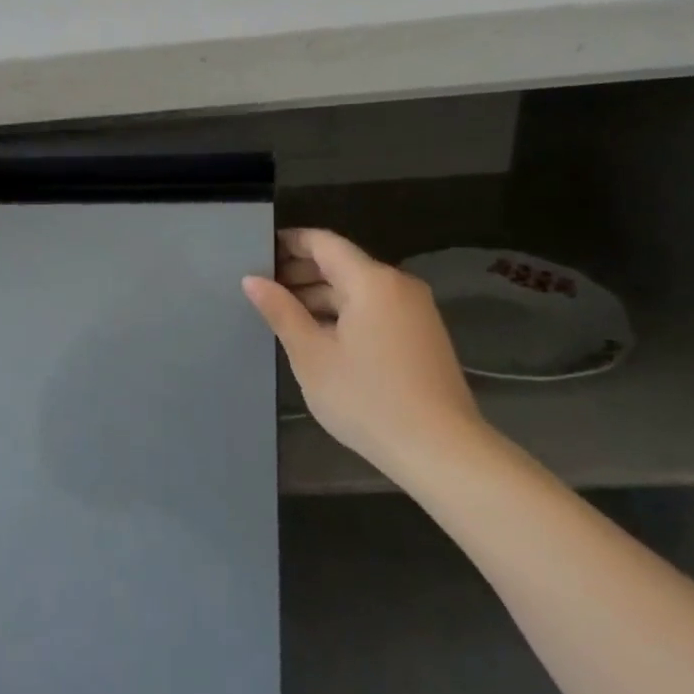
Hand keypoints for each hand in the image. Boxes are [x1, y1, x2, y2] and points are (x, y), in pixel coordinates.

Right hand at [242, 229, 488, 478]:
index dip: (289, 242)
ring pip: (358, 288)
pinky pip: (375, 307)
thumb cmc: (367, 398)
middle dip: (301, 271)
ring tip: (283, 314)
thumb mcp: (311, 355)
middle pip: (342, 263)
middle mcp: (397, 284)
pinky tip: (320, 334)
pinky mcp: (423, 334)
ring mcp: (415, 310)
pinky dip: (344, 311)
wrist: (441, 451)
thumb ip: (281, 311)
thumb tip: (252, 279)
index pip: (323, 242)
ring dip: (321, 294)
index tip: (257, 251)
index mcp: (371, 281)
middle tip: (262, 287)